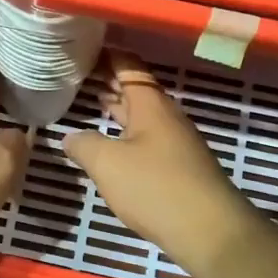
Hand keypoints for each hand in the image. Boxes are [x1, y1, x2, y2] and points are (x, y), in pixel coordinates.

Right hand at [64, 51, 266, 275]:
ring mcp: (176, 143)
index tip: (84, 46)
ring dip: (119, 109)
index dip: (108, 55)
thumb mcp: (107, 164)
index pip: (129, 66)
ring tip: (92, 103)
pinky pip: (147, 140)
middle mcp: (166, 118)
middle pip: (136, 91)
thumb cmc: (154, 187)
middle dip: (110, 81)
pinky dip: (127, 134)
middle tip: (79, 74)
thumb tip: (69, 137)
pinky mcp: (179, 168)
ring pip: (142, 117)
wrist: (209, 231)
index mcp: (151, 105)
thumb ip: (83, 145)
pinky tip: (112, 147)